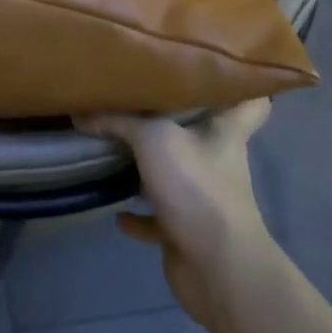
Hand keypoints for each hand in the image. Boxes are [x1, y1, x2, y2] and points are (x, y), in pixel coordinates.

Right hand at [76, 99, 276, 327]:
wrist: (217, 267)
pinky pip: (156, 218)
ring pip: (175, 175)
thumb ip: (118, 121)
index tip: (218, 65)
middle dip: (175, 122)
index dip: (239, 83)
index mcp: (225, 132)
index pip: (250, 100)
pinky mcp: (185, 230)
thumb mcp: (153, 139)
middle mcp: (217, 160)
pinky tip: (114, 211)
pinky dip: (137, 216)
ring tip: (116, 151)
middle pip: (202, 134)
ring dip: (149, 169)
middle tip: (141, 100)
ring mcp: (203, 198)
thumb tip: (81, 113)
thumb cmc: (197, 187)